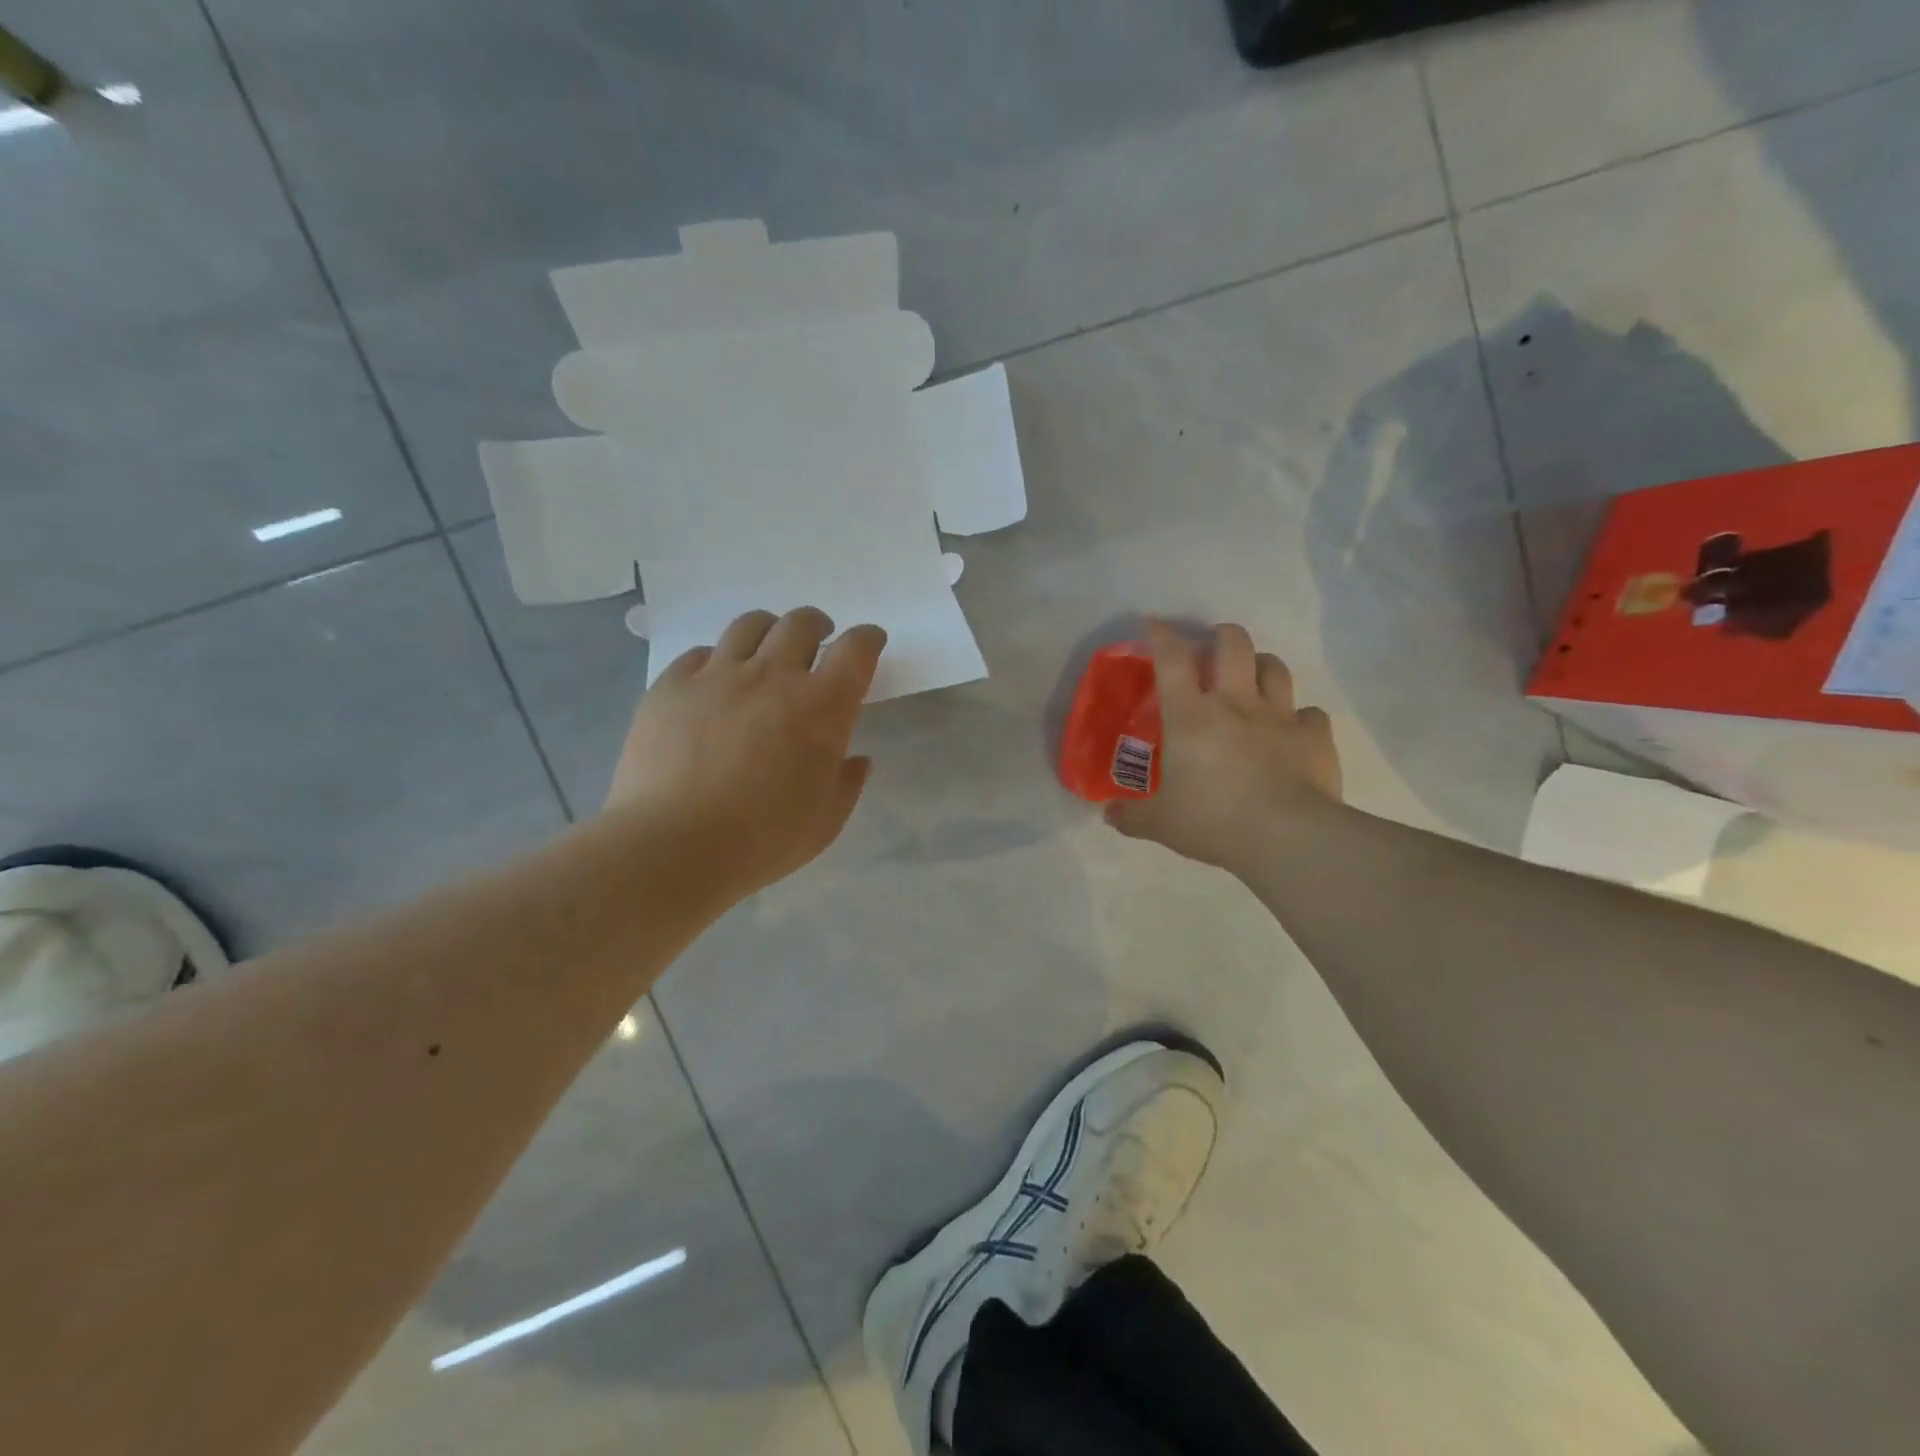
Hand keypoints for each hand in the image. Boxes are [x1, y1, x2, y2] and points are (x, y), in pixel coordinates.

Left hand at [606, 608, 885, 902]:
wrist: (673, 846)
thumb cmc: (763, 840)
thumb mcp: (825, 823)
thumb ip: (847, 784)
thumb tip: (857, 760)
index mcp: (821, 707)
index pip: (855, 650)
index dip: (867, 639)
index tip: (869, 643)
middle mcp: (772, 676)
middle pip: (801, 623)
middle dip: (817, 626)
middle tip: (817, 643)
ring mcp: (717, 676)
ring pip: (749, 626)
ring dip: (768, 631)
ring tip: (765, 652)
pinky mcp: (671, 686)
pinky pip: (699, 654)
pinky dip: (716, 661)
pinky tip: (714, 683)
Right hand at [1106, 623, 1342, 870]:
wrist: (1286, 836)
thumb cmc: (1212, 821)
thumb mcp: (1160, 824)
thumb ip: (1132, 816)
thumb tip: (1107, 815)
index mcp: (1190, 716)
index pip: (1172, 659)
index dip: (1161, 635)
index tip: (1154, 625)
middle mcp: (1235, 703)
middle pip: (1233, 643)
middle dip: (1222, 635)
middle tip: (1213, 648)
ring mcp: (1279, 716)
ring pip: (1275, 667)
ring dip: (1262, 665)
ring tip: (1253, 677)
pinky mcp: (1314, 736)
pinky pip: (1310, 713)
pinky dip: (1300, 717)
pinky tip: (1293, 731)